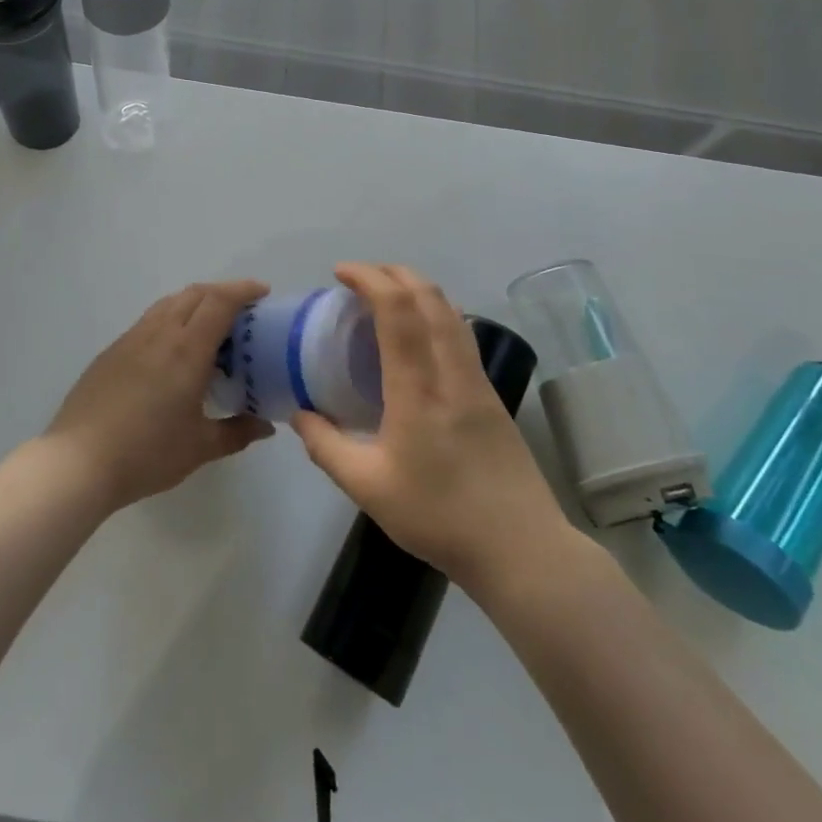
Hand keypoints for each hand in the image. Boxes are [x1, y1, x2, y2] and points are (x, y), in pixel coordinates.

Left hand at [45, 280, 275, 512]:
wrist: (79, 461)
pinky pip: (149, 321)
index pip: (219, 301)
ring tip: (210, 326)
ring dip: (195, 303)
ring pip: (169, 303)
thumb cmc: (146, 454)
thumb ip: (237, 432)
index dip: (243, 290)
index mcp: (186, 349)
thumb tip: (265, 426)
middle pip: (195, 294)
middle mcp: (159, 333)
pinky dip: (172, 319)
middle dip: (222, 292)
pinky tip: (174, 350)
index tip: (263, 293)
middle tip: (243, 310)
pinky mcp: (112, 351)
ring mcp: (131, 339)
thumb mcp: (200, 448)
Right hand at [292, 264, 581, 593]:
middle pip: (429, 297)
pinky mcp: (493, 395)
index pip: (397, 311)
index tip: (341, 273)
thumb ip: (326, 447)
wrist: (521, 549)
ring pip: (450, 312)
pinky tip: (419, 335)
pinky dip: (434, 313)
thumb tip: (299, 414)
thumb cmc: (439, 517)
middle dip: (393, 273)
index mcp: (418, 389)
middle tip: (360, 278)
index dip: (370, 279)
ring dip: (417, 289)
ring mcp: (478, 381)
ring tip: (387, 297)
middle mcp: (452, 372)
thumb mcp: (367, 488)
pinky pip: (460, 334)